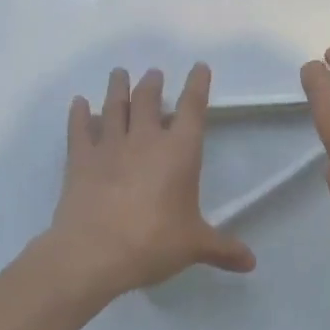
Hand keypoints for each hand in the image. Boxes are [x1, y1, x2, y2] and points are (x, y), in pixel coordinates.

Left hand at [46, 64, 256, 298]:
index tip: (199, 67)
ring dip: (118, 88)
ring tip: (119, 73)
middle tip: (153, 74)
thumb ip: (223, 249)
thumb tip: (251, 262)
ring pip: (115, 107)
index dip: (198, 85)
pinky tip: (79, 103)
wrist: (93, 253)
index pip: (193, 109)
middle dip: (153, 84)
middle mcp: (146, 140)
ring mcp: (109, 146)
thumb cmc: (153, 242)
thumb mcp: (194, 246)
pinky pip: (79, 129)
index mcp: (180, 152)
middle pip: (149, 100)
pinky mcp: (80, 160)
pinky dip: (79, 114)